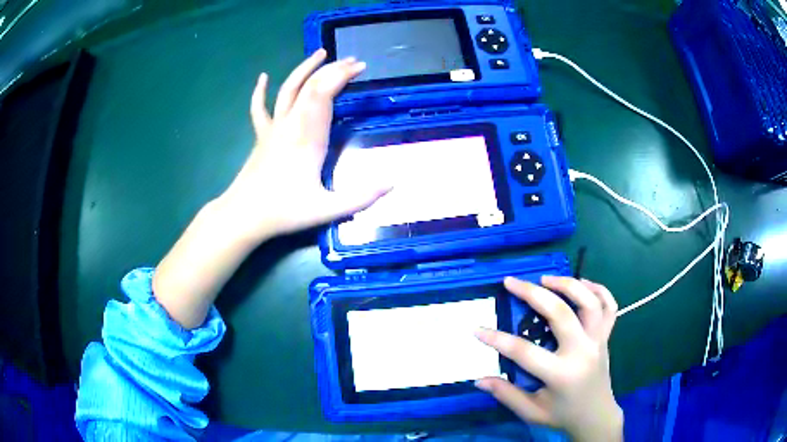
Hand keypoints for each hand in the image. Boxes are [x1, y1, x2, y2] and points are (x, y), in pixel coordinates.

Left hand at [215, 49, 389, 242]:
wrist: (244, 216)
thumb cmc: (284, 212)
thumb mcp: (327, 209)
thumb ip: (361, 197)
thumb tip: (394, 184)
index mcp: (308, 136)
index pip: (324, 93)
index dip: (342, 75)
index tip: (361, 67)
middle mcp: (290, 124)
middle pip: (311, 86)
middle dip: (333, 69)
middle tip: (354, 61)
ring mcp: (273, 128)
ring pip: (287, 89)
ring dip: (305, 69)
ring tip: (320, 53)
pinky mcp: (262, 136)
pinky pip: (259, 108)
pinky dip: (260, 91)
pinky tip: (263, 77)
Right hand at [475, 277, 622, 441]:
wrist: (597, 416)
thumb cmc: (562, 415)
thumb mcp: (531, 412)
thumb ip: (506, 394)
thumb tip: (479, 380)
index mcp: (561, 374)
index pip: (524, 352)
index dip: (497, 339)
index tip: (477, 329)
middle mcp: (582, 351)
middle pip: (561, 313)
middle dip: (533, 293)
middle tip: (511, 282)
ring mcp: (598, 341)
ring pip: (589, 302)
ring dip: (568, 285)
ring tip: (545, 278)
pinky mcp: (606, 337)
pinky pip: (609, 306)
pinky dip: (599, 289)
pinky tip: (582, 284)